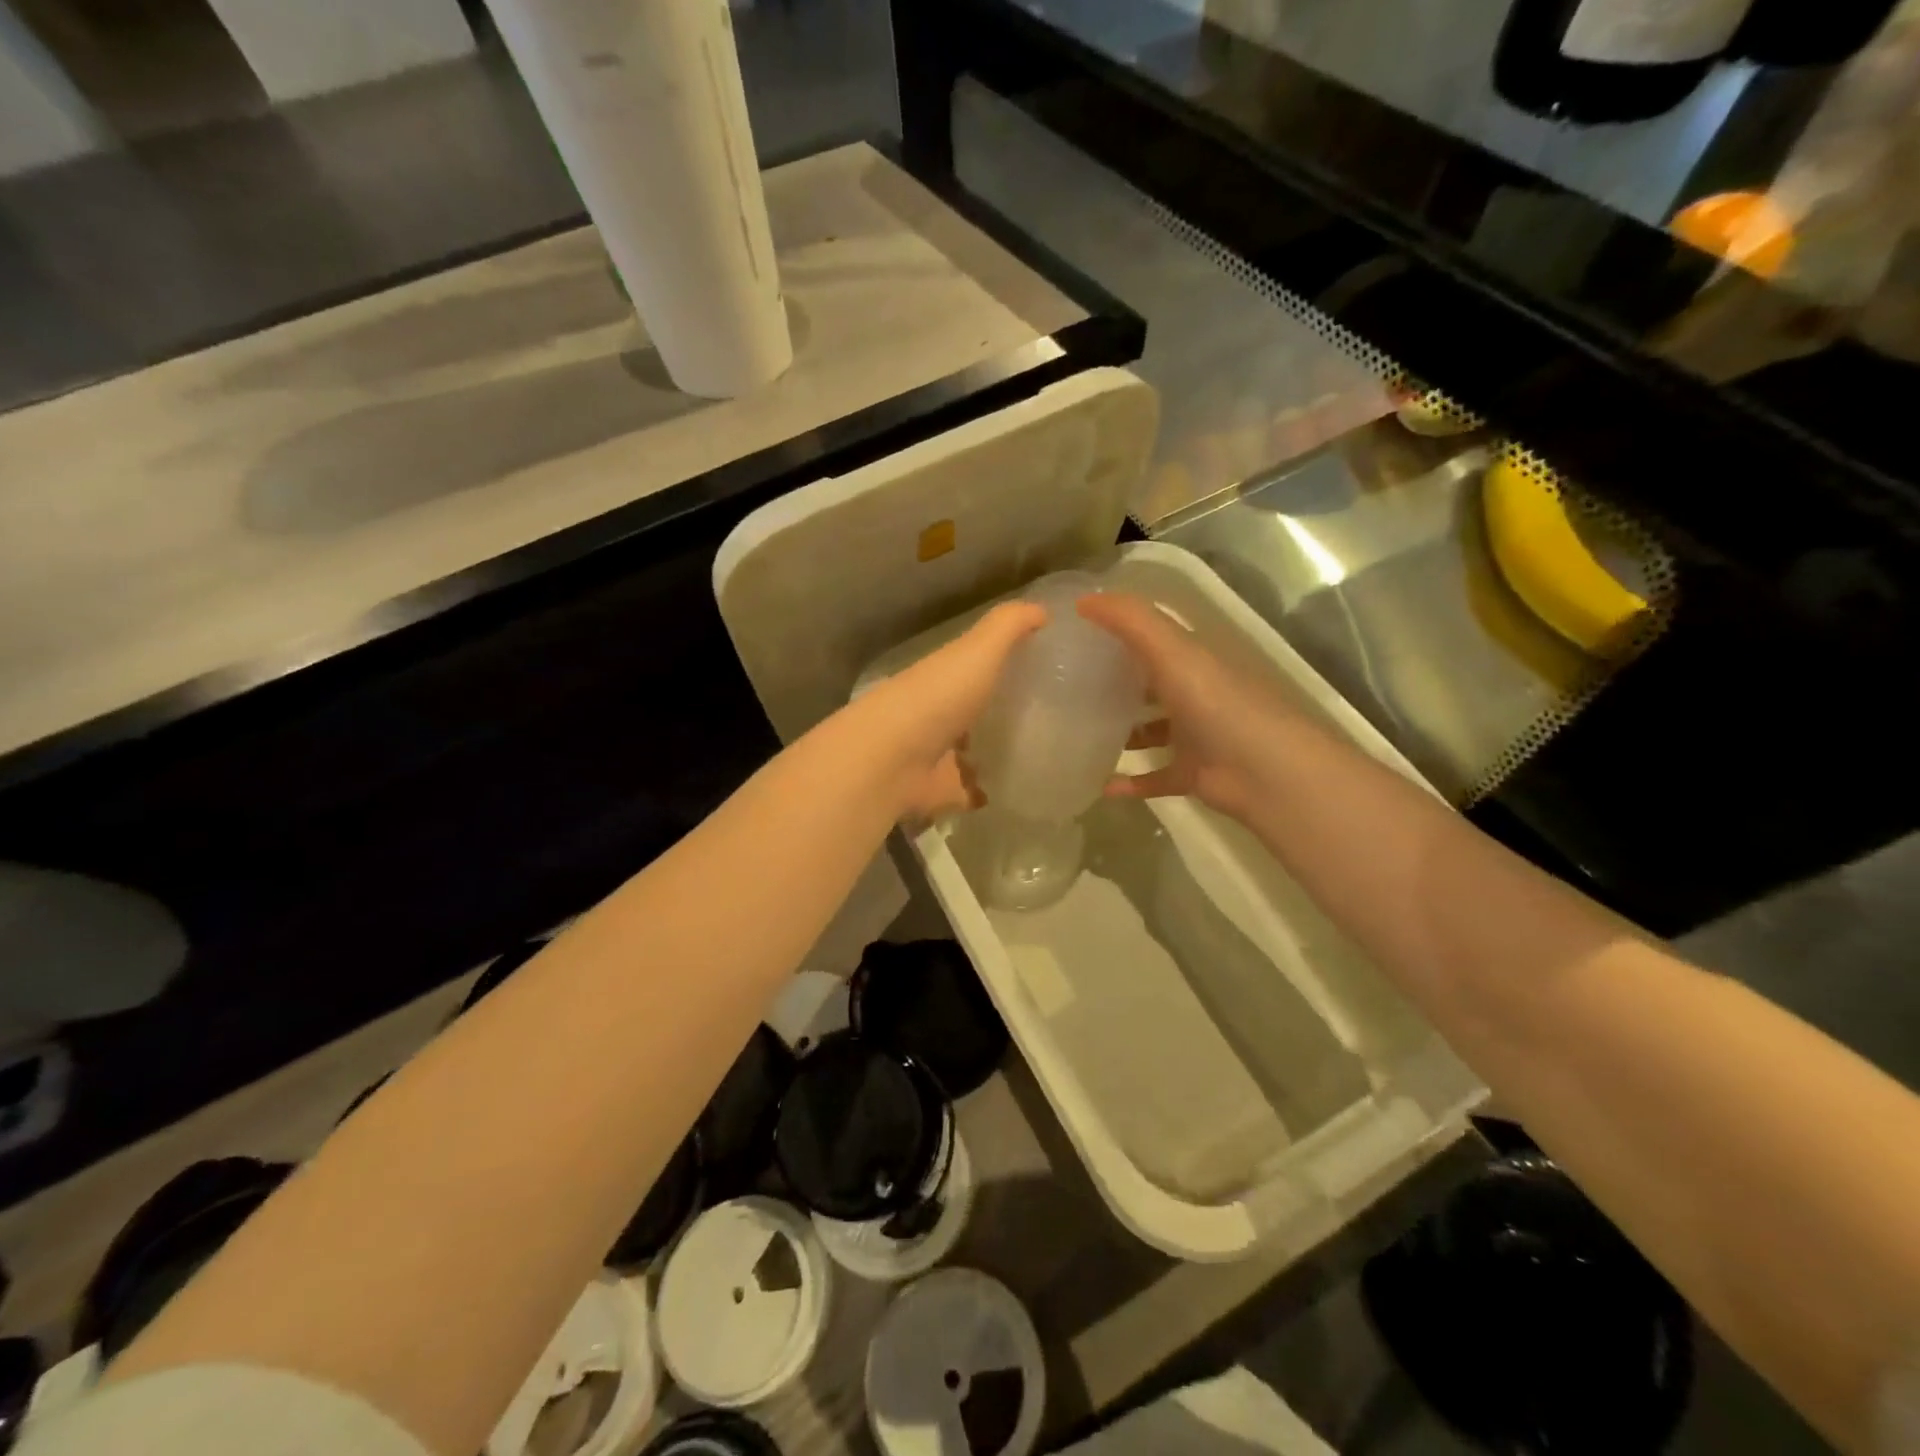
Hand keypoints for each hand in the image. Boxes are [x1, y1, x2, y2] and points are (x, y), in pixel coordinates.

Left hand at [849, 601, 1047, 820]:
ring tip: (1045, 755)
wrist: (891, 760)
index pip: (978, 667)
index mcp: (946, 677)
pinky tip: (1022, 790)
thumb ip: (1008, 626)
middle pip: (976, 710)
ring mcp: (940, 755)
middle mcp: (940, 713)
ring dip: (996, 752)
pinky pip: (972, 792)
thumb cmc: (937, 697)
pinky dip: (989, 792)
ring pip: (973, 751)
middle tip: (1055, 717)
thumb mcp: (978, 650)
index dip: (1005, 665)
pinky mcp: (943, 791)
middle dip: (1003, 712)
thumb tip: (1043, 608)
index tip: (1044, 669)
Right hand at [1076, 592, 1290, 818]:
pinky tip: (1100, 784)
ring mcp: (1194, 735)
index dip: (1116, 631)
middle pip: (1148, 683)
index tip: (1073, 634)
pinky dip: (1130, 782)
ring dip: (1121, 732)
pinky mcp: (1192, 773)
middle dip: (1113, 682)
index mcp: (1192, 659)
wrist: (1265, 771)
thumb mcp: (1172, 651)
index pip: (1151, 637)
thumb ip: (1130, 621)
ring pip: (1150, 731)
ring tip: (1077, 733)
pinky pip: (1154, 776)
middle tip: (1065, 686)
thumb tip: (1081, 599)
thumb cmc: (1217, 703)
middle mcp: (1193, 693)